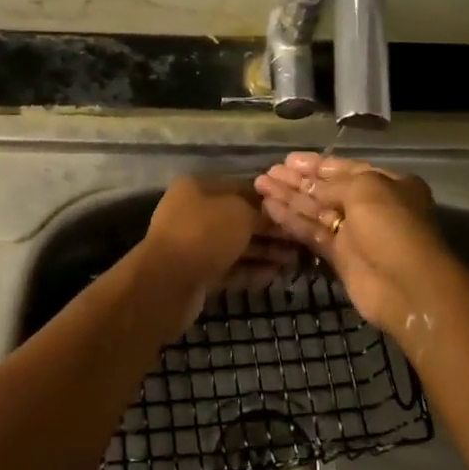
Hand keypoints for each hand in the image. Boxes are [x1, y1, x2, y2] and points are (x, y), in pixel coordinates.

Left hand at [137, 176, 298, 330]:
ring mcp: (194, 244)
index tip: (295, 211)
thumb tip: (275, 214)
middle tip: (300, 241)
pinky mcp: (198, 273)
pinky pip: (230, 268)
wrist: (168, 282)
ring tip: (294, 261)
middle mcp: (194, 212)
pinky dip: (251, 270)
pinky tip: (275, 275)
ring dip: (265, 252)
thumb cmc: (205, 234)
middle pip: (240, 218)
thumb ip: (260, 211)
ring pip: (236, 245)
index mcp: (198, 188)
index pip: (241, 188)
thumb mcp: (240, 213)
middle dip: (270, 230)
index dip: (269, 200)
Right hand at [254, 153, 453, 336]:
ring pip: (316, 210)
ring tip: (260, 185)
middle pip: (327, 189)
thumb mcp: (365, 189)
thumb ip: (332, 184)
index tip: (289, 160)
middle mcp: (371, 206)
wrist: (405, 284)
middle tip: (268, 172)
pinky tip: (270, 208)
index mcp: (387, 184)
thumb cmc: (391, 225)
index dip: (316, 164)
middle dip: (298, 181)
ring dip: (289, 198)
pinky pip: (312, 233)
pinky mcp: (340, 256)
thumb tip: (307, 185)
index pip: (346, 168)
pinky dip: (292, 221)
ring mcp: (354, 232)